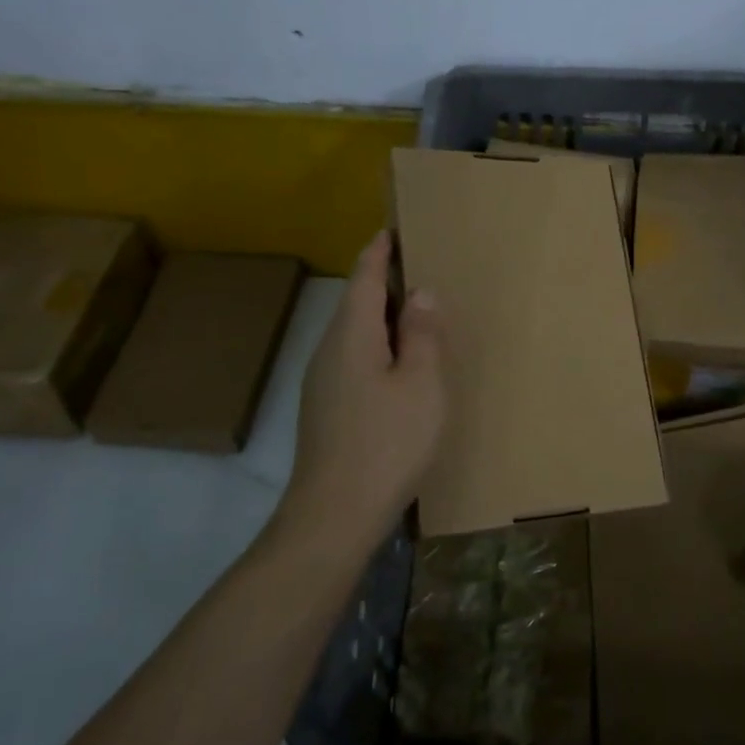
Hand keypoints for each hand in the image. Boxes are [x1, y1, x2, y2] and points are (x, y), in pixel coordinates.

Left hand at [275, 231, 445, 551]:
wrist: (334, 514)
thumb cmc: (388, 443)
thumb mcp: (421, 384)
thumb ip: (422, 335)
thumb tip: (420, 293)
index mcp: (352, 335)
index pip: (364, 277)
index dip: (379, 251)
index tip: (393, 230)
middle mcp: (329, 350)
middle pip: (356, 303)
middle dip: (383, 282)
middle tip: (419, 269)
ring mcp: (322, 382)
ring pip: (354, 333)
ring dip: (381, 317)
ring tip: (415, 314)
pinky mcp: (325, 408)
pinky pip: (352, 358)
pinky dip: (377, 346)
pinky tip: (398, 366)